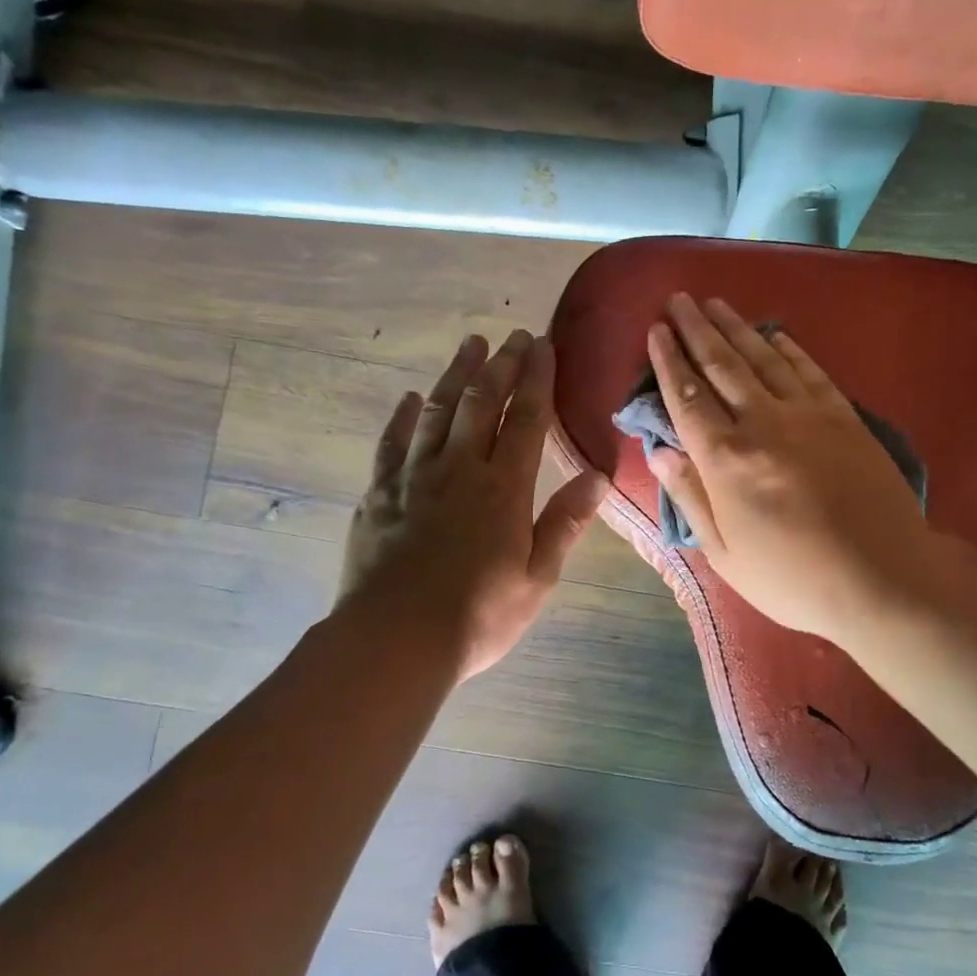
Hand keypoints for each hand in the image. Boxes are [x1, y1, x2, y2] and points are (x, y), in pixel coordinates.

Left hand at [337, 330, 607, 680]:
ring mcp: (413, 478)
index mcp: (504, 488)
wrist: (395, 640)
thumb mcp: (537, 577)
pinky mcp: (378, 495)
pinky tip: (412, 400)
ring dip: (456, 376)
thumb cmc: (478, 615)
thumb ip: (565, 522)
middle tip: (512, 336)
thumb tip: (598, 476)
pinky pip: (391, 444)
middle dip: (501, 365)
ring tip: (470, 346)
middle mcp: (459, 469)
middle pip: (482, 403)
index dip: (537, 378)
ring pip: (438, 412)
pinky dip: (403, 417)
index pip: (527, 418)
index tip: (543, 344)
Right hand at [644, 294, 936, 642]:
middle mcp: (763, 424)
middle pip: (722, 365)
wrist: (882, 577)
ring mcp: (808, 415)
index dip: (668, 361)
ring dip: (736, 327)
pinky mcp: (844, 417)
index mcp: (726, 460)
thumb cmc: (792, 578)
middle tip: (678, 299)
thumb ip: (690, 498)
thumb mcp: (724, 554)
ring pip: (763, 358)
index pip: (687, 398)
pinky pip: (809, 370)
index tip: (655, 331)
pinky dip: (788, 347)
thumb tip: (661, 453)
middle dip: (695, 329)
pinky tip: (774, 333)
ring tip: (714, 303)